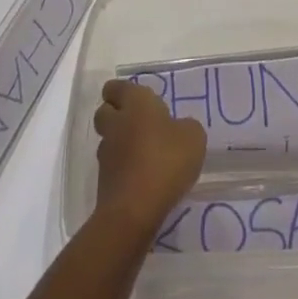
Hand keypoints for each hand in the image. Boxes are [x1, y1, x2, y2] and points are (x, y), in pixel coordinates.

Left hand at [93, 79, 206, 238]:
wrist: (134, 212)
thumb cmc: (166, 161)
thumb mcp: (193, 137)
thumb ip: (186, 127)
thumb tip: (178, 129)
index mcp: (135, 103)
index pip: (117, 87)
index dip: (123, 91)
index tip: (137, 98)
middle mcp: (116, 124)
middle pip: (105, 111)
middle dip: (116, 113)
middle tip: (138, 122)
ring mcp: (106, 154)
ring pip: (108, 139)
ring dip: (119, 142)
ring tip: (142, 152)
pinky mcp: (104, 183)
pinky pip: (112, 166)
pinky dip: (122, 167)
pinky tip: (141, 176)